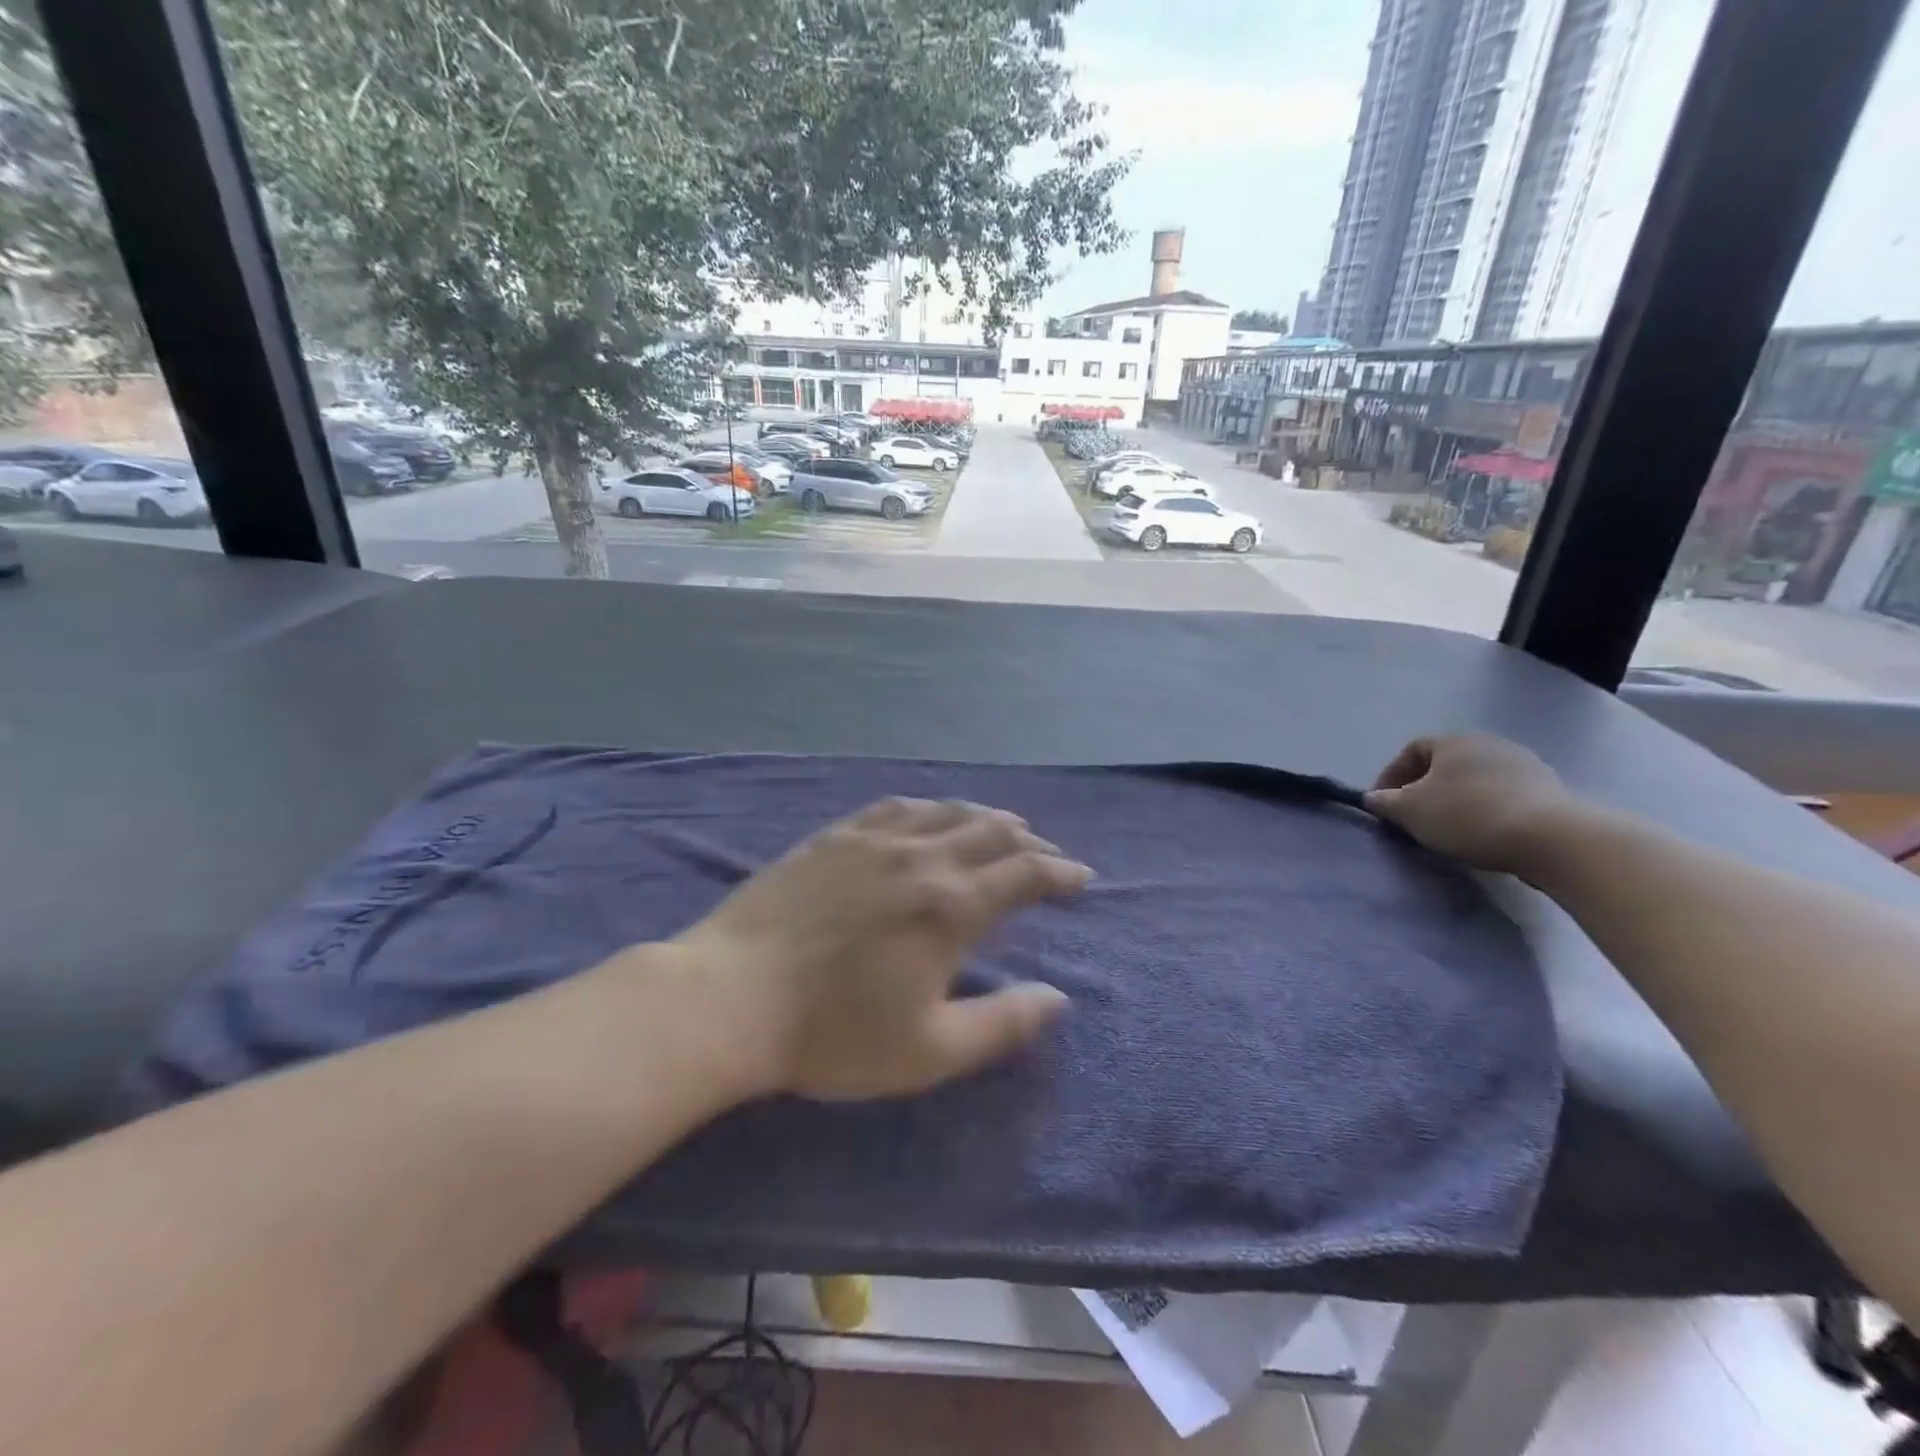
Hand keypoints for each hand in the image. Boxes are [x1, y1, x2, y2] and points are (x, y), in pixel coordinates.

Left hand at [674, 797, 1091, 1100]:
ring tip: (999, 828)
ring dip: (984, 817)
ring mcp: (875, 839)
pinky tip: (929, 815)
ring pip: (947, 811)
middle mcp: (922, 857)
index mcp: (952, 906)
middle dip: (1029, 840)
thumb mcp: (930, 1049)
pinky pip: (896, 806)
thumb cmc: (834, 1033)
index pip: (1026, 873)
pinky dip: (929, 807)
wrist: (732, 996)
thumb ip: (1003, 1022)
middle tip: (1045, 855)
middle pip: (992, 830)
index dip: (1060, 873)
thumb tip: (1059, 999)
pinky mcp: (835, 835)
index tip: (1080, 878)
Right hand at [1364, 734, 1580, 875]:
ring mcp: (1524, 765)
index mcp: (1453, 740)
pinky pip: (1502, 797)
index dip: (1390, 776)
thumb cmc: (1467, 815)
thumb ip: (1384, 802)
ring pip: (1474, 781)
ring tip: (1447, 830)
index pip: (1411, 750)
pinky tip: (1482, 835)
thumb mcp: (1409, 811)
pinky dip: (1485, 811)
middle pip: (1444, 765)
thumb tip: (1374, 798)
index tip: (1382, 805)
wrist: (1551, 838)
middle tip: (1411, 818)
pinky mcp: (1549, 791)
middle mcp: (1489, 743)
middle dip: (1423, 789)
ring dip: (1455, 801)